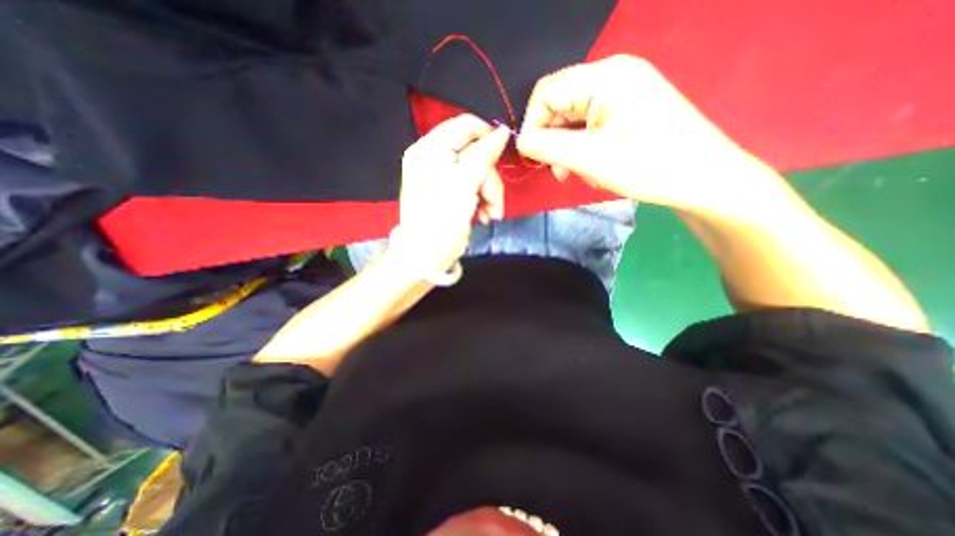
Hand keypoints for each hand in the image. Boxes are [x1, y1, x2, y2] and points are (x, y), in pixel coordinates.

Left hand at [394, 113, 505, 272]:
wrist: (429, 255)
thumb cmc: (442, 217)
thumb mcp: (465, 182)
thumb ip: (485, 154)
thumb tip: (503, 131)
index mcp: (430, 149)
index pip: (464, 125)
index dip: (487, 135)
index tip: (504, 151)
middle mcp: (435, 159)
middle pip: (475, 153)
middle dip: (489, 178)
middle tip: (493, 199)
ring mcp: (445, 177)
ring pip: (479, 172)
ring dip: (490, 193)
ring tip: (491, 213)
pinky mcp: (454, 193)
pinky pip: (476, 187)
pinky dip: (484, 200)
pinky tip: (485, 215)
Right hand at [516, 53, 774, 219]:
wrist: (703, 179)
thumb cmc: (648, 166)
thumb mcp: (590, 157)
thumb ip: (548, 146)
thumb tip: (520, 142)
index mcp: (604, 77)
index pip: (546, 92)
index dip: (532, 124)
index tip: (533, 157)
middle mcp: (613, 75)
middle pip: (560, 105)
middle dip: (553, 140)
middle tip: (561, 172)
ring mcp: (623, 92)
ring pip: (574, 119)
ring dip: (568, 148)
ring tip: (579, 172)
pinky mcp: (628, 109)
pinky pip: (591, 125)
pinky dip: (584, 147)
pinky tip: (594, 166)